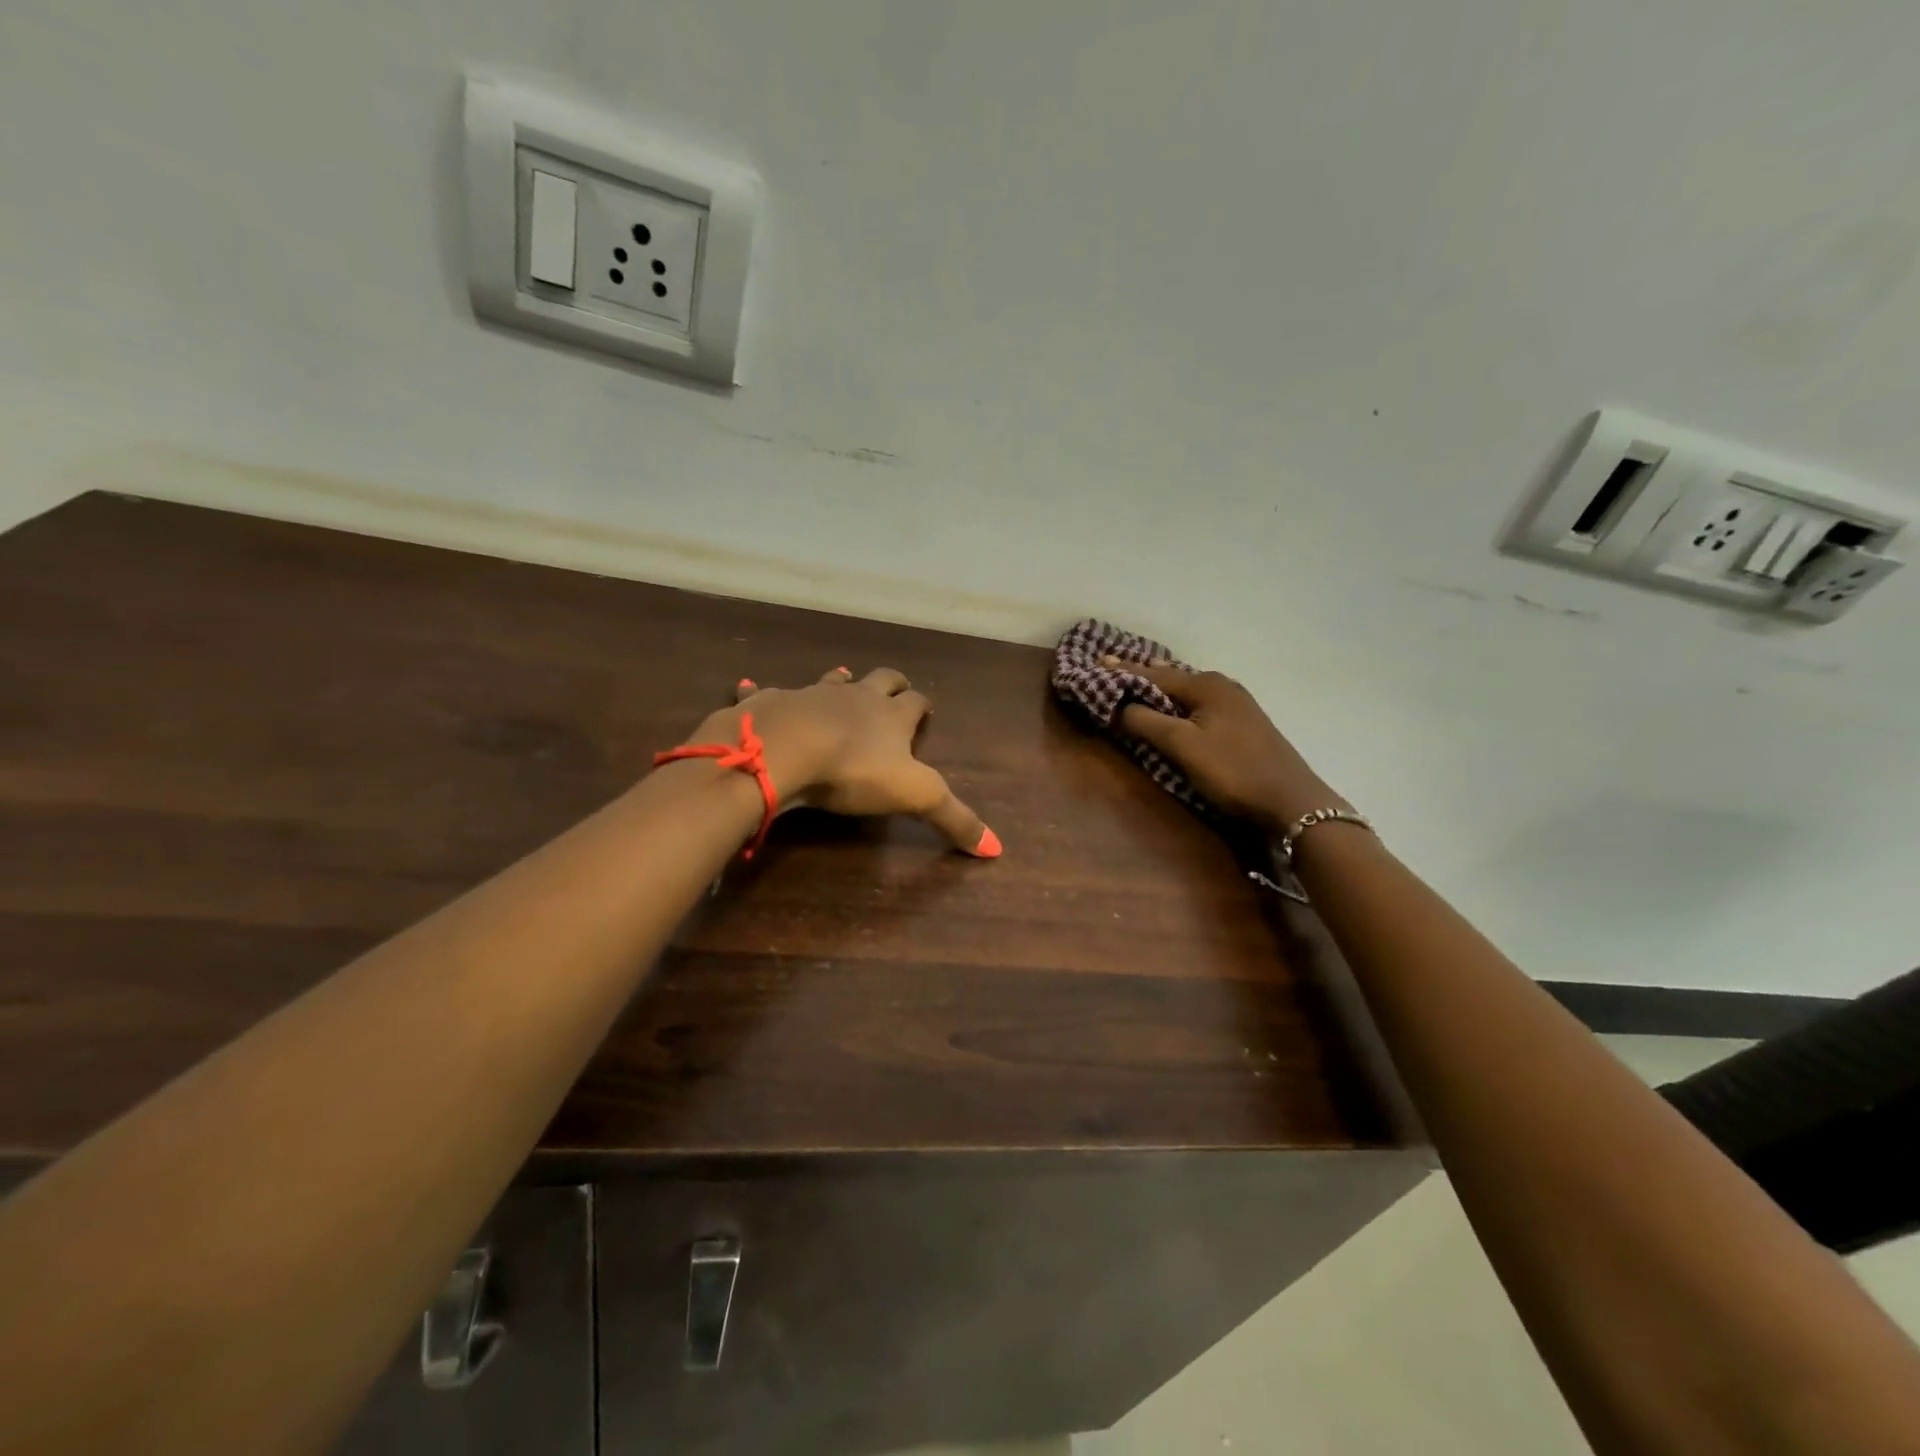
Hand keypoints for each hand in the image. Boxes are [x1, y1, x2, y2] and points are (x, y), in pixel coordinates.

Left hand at [682, 666, 999, 855]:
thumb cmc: (854, 770)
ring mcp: (810, 695)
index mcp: (891, 716)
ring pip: (830, 680)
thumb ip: (954, 819)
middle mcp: (854, 697)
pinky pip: (764, 692)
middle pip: (879, 679)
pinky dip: (760, 692)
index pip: (915, 702)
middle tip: (895, 687)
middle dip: (890, 682)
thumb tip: (996, 849)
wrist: (786, 748)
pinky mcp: (770, 703)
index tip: (926, 707)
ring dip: (838, 681)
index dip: (922, 705)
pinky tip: (749, 688)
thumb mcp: (915, 797)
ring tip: (841, 679)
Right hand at [1110, 658, 1342, 831]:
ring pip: (1187, 689)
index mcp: (1206, 685)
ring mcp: (1236, 704)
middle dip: (1141, 673)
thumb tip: (1115, 704)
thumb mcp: (1183, 746)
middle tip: (1111, 667)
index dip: (1122, 671)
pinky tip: (1174, 704)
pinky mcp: (1243, 723)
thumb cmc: (1233, 771)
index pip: (1153, 674)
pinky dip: (1178, 700)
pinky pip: (1199, 701)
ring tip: (1137, 678)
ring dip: (1160, 686)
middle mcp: (1222, 686)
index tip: (1096, 662)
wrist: (1292, 802)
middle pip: (1171, 676)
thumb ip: (1146, 722)